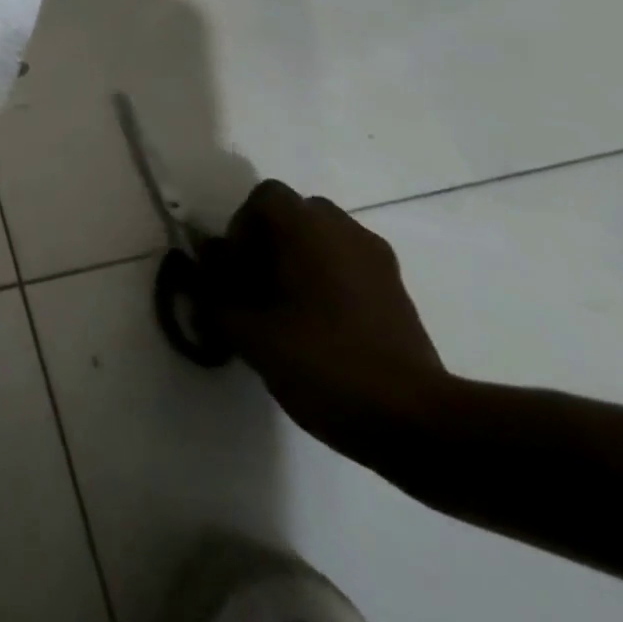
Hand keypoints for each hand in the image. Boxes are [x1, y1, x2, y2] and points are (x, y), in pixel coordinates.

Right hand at [198, 180, 449, 460]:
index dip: (241, 229)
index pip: (262, 199)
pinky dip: (329, 285)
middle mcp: (343, 229)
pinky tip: (321, 330)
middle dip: (270, 244)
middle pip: (295, 217)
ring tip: (287, 312)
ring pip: (324, 243)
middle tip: (256, 288)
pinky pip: (350, 269)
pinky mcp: (400, 294)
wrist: (417, 422)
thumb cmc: (321, 360)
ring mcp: (378, 261)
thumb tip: (205, 274)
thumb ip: (214, 295)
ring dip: (300, 264)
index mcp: (305, 226)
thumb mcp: (247, 332)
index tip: (236, 271)